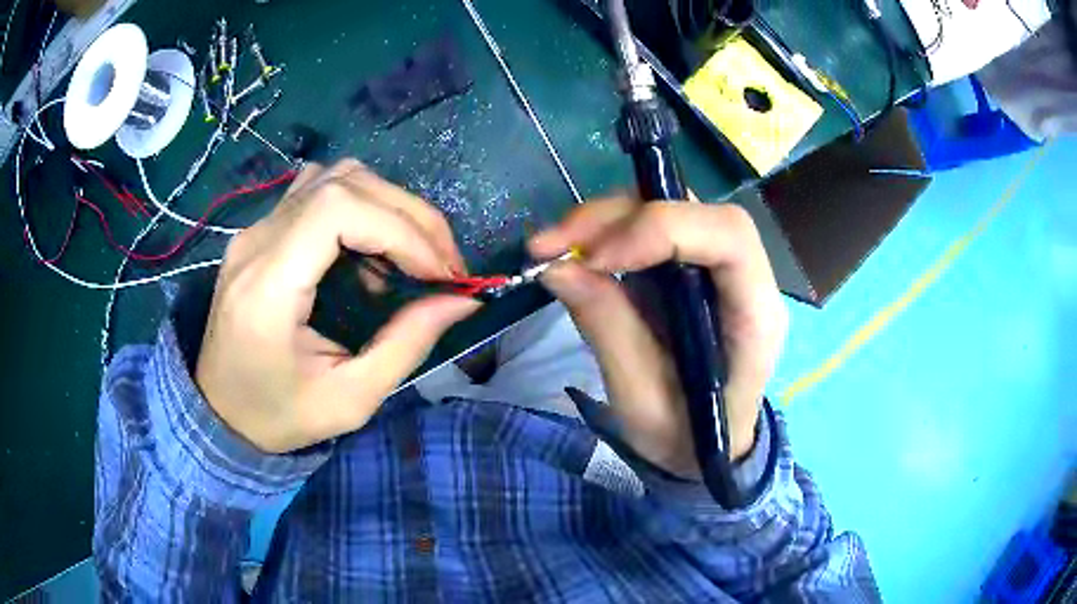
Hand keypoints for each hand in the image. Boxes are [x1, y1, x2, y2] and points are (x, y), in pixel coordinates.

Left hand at [196, 160, 478, 453]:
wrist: (220, 413)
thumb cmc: (278, 416)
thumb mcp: (349, 400)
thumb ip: (406, 345)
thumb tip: (463, 300)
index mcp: (268, 286)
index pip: (338, 209)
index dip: (400, 228)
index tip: (439, 274)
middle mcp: (257, 242)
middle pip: (344, 183)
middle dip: (409, 216)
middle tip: (443, 265)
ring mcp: (254, 230)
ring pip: (333, 177)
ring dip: (385, 205)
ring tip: (411, 253)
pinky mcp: (259, 232)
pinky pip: (316, 192)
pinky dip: (358, 206)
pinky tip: (368, 248)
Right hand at [530, 197, 786, 476]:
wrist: (704, 449)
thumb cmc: (686, 437)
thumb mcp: (642, 401)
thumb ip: (608, 329)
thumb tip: (558, 268)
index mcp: (754, 314)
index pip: (728, 236)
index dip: (662, 229)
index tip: (596, 259)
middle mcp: (744, 277)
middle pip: (690, 210)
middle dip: (617, 218)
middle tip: (553, 245)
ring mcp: (713, 268)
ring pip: (666, 209)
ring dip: (604, 220)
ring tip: (552, 247)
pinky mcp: (686, 269)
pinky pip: (649, 230)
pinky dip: (605, 234)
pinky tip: (572, 253)